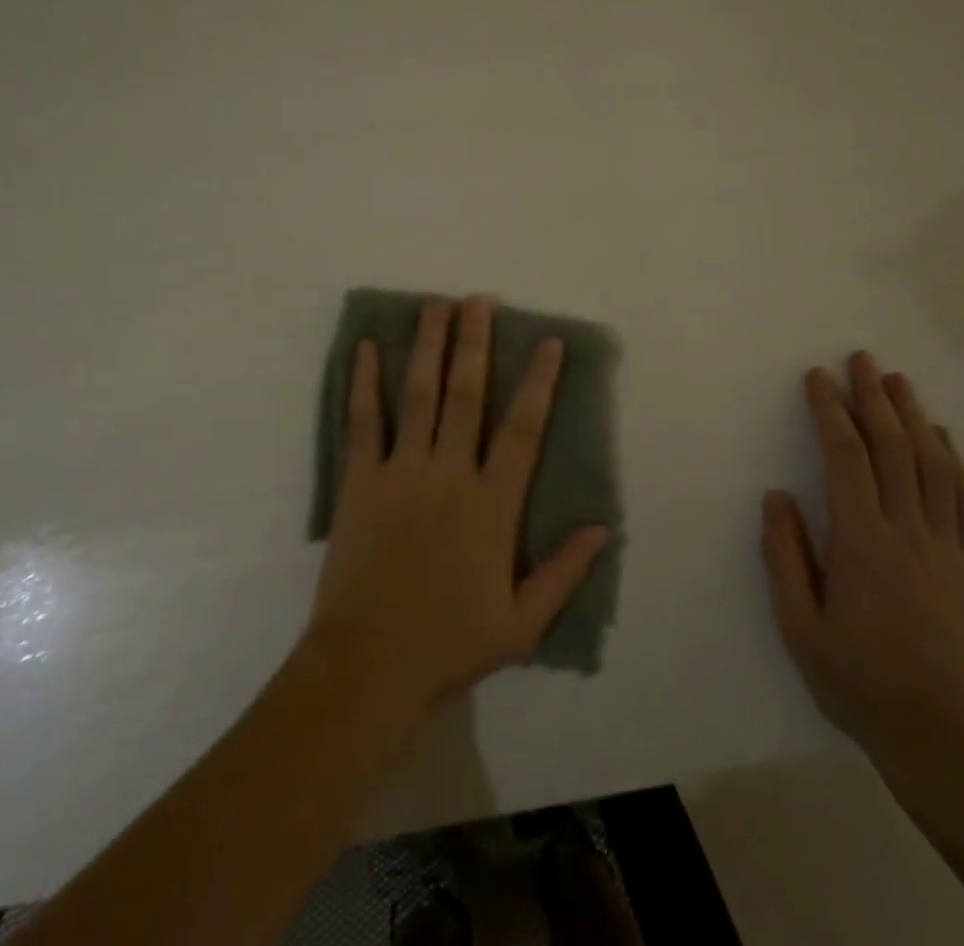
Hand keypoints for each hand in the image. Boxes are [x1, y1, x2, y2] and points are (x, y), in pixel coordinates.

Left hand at [309, 296, 610, 719]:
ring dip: (428, 345)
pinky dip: (364, 381)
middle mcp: (450, 473)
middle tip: (479, 299)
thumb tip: (603, 528)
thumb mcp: (523, 622)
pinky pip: (363, 421)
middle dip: (475, 341)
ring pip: (419, 394)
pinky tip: (367, 347)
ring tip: (435, 304)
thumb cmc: (449, 642)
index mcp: (492, 504)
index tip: (547, 341)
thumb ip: (564, 572)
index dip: (539, 381)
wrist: (369, 663)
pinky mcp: (360, 480)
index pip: (524, 428)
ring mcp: (401, 471)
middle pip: (467, 393)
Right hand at [761, 351, 963, 774]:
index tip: (817, 378)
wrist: (942, 740)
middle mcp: (909, 532)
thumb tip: (777, 496)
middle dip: (875, 399)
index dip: (830, 411)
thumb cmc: (857, 680)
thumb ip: (784, 555)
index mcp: (863, 541)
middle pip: (894, 449)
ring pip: (935, 467)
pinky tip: (945, 441)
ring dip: (916, 419)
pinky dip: (956, 464)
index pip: (846, 457)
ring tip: (900, 384)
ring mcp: (948, 549)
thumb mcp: (798, 625)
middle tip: (863, 359)